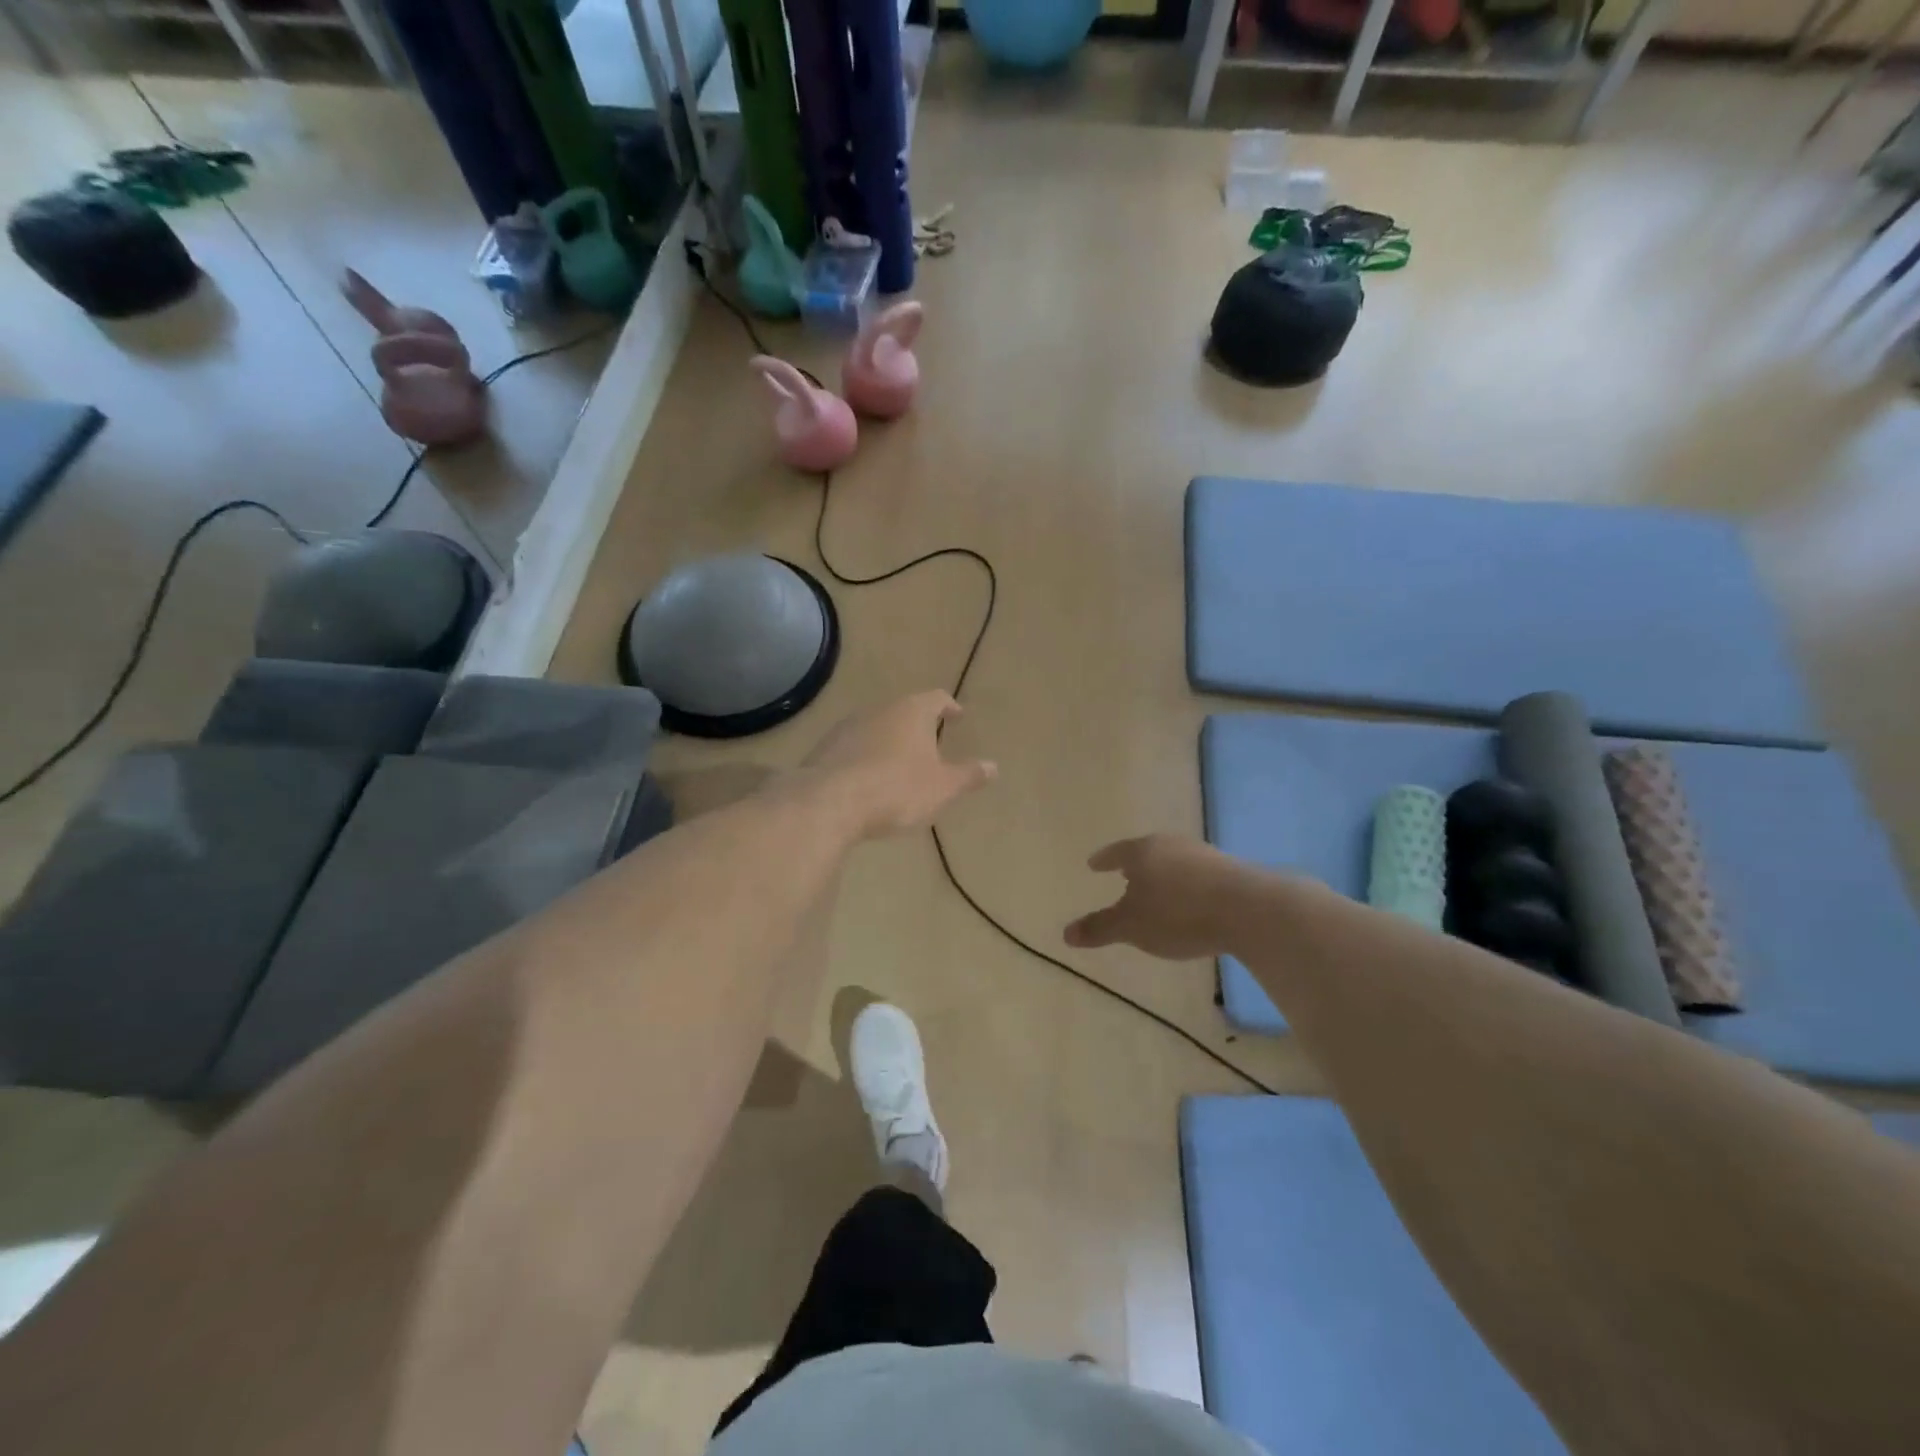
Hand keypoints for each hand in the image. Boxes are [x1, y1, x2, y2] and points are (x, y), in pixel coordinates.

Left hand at [801, 691, 996, 839]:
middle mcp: (879, 709)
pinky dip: (865, 756)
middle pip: (904, 710)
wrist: (828, 802)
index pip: (936, 698)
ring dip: (889, 740)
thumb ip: (968, 775)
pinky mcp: (824, 747)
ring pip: (876, 726)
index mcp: (912, 711)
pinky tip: (868, 778)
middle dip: (917, 725)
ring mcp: (847, 726)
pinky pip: (853, 747)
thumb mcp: (942, 787)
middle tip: (930, 742)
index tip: (957, 716)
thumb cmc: (896, 789)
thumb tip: (994, 766)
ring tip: (899, 763)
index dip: (949, 707)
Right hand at [1065, 834, 1245, 960]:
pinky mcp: (1231, 870)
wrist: (1249, 910)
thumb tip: (1066, 933)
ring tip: (1158, 890)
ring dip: (1164, 875)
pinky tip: (1191, 901)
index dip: (1103, 860)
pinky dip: (1188, 885)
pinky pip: (1198, 875)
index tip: (1093, 864)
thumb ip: (1099, 928)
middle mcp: (1172, 845)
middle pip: (1147, 852)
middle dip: (1135, 865)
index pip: (1116, 852)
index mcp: (1143, 851)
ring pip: (1174, 862)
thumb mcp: (1131, 926)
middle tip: (1124, 874)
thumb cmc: (1178, 914)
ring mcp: (1204, 854)